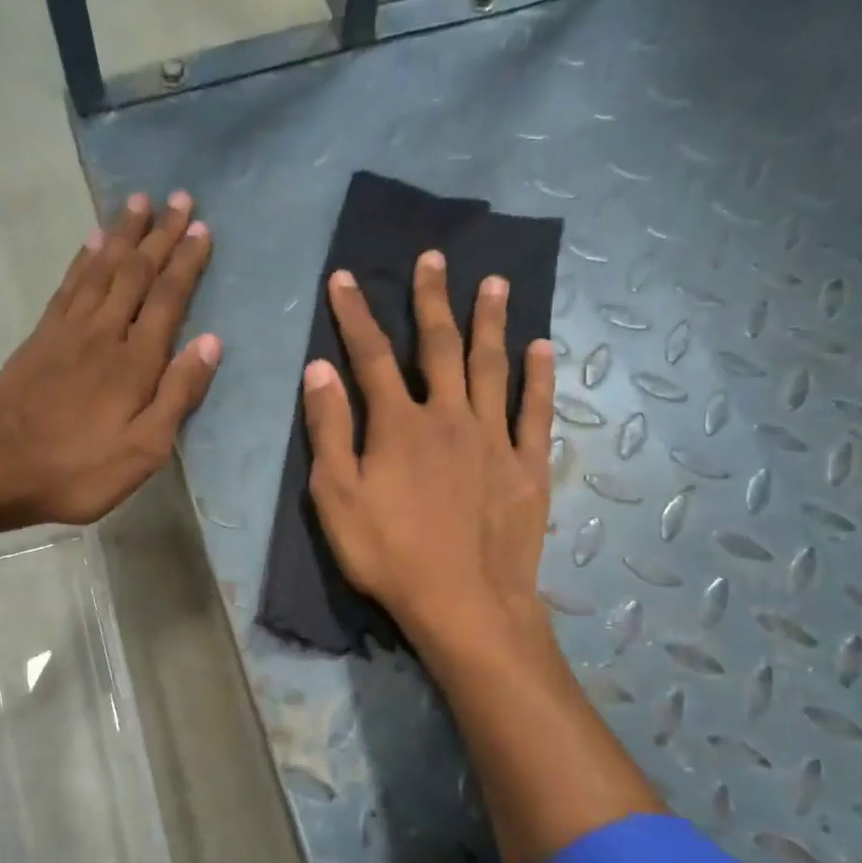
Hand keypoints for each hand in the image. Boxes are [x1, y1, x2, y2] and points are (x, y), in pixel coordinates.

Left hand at [0, 192, 220, 524]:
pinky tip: (91, 241)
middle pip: (136, 273)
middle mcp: (104, 333)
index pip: (168, 299)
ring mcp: (68, 331)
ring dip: (122, 234)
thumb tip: (211, 342)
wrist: (1, 469)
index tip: (201, 227)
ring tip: (138, 201)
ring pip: (101, 269)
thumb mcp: (145, 449)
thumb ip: (178, 394)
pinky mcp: (41, 336)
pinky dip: (83, 258)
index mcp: (135, 362)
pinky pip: (68, 285)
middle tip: (177, 196)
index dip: (186, 262)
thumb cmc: (81, 469)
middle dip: (159, 234)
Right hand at [303, 251, 555, 644]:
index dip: (355, 314)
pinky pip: (535, 411)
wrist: (463, 603)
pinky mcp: (527, 466)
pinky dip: (538, 377)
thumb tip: (319, 369)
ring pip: (492, 366)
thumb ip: (329, 430)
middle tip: (435, 258)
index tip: (345, 278)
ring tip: (495, 282)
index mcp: (398, 425)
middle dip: (433, 300)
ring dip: (491, 322)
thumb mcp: (336, 498)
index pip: (371, 355)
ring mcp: (494, 439)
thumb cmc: (389, 555)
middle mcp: (449, 417)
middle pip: (440, 347)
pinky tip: (542, 348)